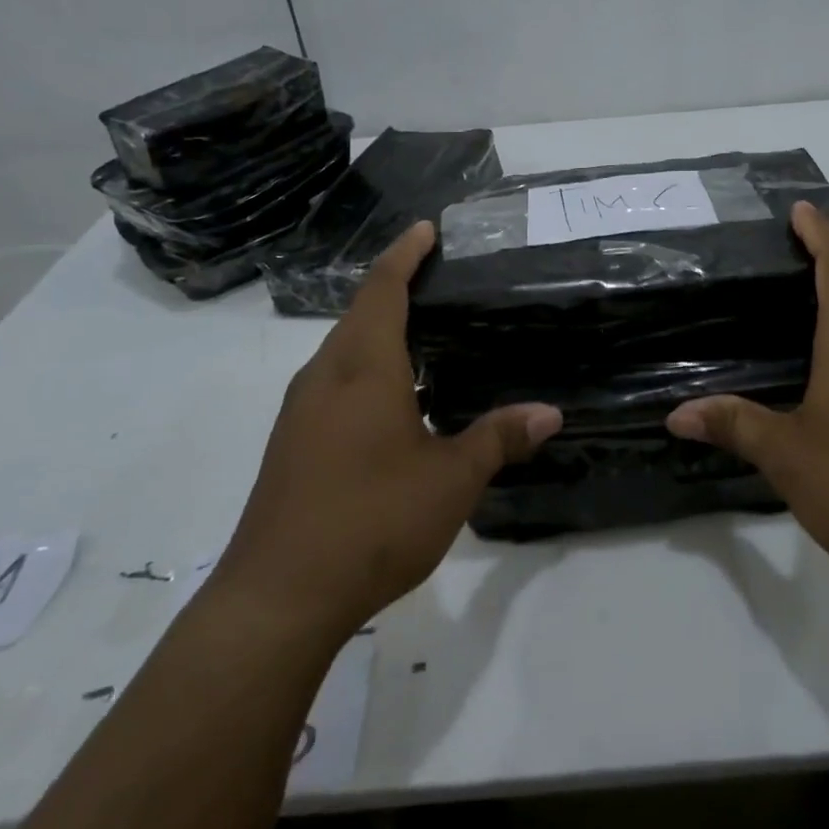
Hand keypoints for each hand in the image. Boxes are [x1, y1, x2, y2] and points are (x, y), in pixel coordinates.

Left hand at [214, 222, 561, 640]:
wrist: (277, 598)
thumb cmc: (372, 521)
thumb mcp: (451, 479)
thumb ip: (499, 438)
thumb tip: (550, 413)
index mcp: (363, 369)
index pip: (382, 289)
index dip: (404, 255)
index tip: (426, 229)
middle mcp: (325, 377)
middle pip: (359, 313)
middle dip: (395, 288)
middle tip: (442, 280)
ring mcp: (302, 412)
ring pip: (344, 350)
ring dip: (379, 330)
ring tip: (427, 332)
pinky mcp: (293, 443)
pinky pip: (335, 382)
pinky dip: (367, 367)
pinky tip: (397, 397)